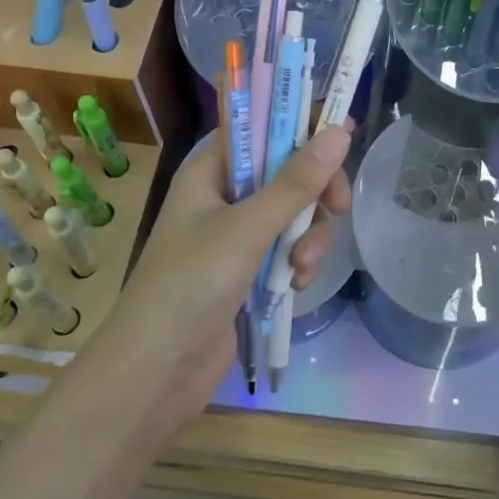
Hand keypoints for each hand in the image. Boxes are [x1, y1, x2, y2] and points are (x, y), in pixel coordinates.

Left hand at [87, 125, 352, 436]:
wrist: (154, 374)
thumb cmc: (190, 286)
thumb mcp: (246, 229)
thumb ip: (295, 182)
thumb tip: (341, 131)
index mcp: (210, 171)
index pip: (261, 126)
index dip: (301, 123)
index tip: (344, 132)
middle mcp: (223, 195)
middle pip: (286, 170)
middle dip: (314, 191)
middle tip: (337, 206)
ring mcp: (236, 234)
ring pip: (293, 213)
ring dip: (308, 236)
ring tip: (302, 267)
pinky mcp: (248, 270)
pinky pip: (288, 247)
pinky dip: (298, 261)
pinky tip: (296, 286)